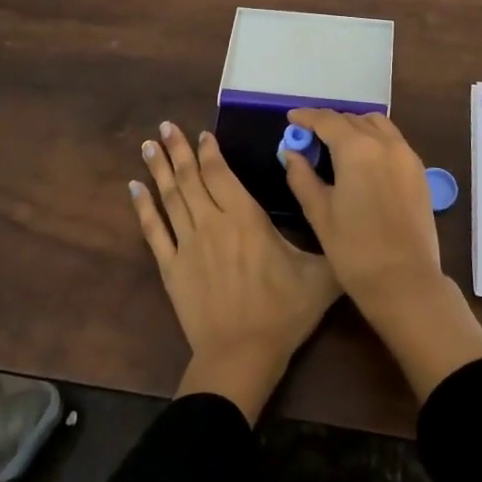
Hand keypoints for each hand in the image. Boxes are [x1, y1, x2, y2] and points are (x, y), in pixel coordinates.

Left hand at [132, 121, 339, 422]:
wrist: (241, 356)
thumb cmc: (283, 313)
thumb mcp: (321, 276)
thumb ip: (333, 244)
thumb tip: (347, 219)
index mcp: (246, 218)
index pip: (221, 174)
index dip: (210, 151)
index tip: (201, 134)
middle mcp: (212, 222)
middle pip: (191, 178)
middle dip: (178, 149)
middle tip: (165, 125)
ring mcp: (187, 244)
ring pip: (170, 197)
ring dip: (159, 169)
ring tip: (148, 145)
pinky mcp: (171, 268)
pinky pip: (153, 231)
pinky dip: (143, 207)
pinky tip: (134, 188)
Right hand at [279, 109, 440, 300]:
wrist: (405, 280)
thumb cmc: (354, 249)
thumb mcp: (319, 212)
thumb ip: (302, 177)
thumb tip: (292, 153)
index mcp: (357, 149)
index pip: (327, 120)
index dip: (307, 117)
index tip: (292, 118)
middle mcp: (385, 143)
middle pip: (352, 120)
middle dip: (329, 123)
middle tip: (310, 137)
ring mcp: (407, 155)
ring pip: (377, 125)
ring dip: (355, 127)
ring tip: (337, 145)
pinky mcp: (419, 171)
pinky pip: (393, 141)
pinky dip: (374, 139)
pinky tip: (363, 160)